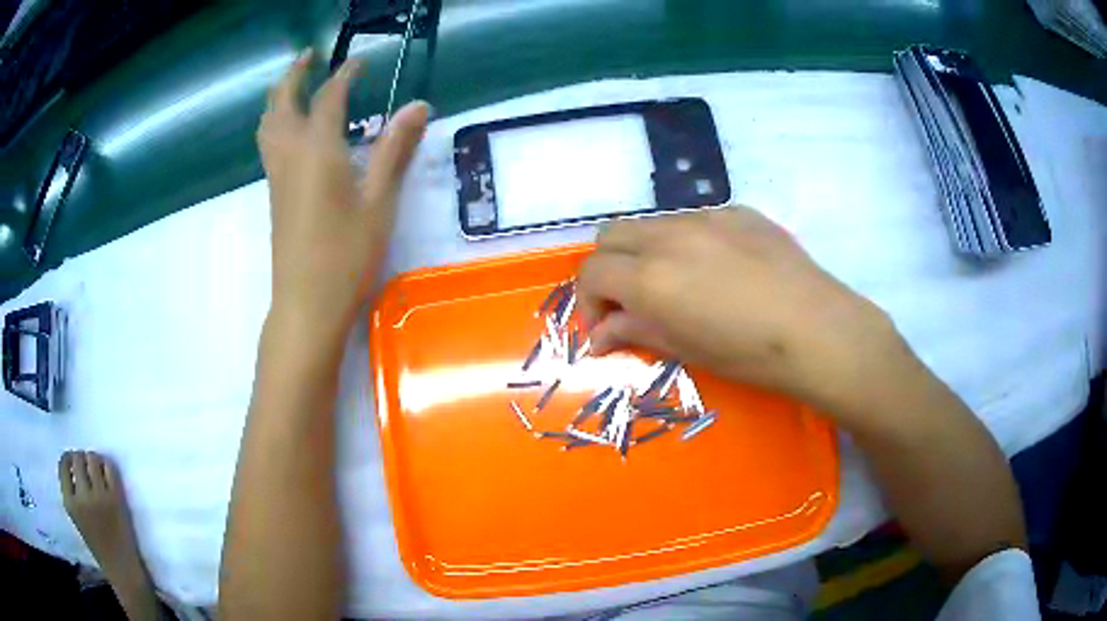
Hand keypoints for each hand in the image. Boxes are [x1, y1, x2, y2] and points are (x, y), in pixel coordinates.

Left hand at [258, 50, 428, 340]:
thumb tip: (419, 105)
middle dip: (294, 75)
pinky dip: (276, 123)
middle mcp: (290, 155)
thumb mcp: (378, 202)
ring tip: (294, 85)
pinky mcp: (275, 196)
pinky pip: (268, 145)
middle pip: (281, 102)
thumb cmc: (345, 256)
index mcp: (317, 150)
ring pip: (267, 125)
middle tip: (309, 57)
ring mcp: (277, 177)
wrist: (306, 305)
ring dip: (278, 97)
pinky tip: (290, 131)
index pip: (330, 96)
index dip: (347, 74)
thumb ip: (395, 149)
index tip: (362, 62)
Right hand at [578, 207, 904, 422]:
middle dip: (608, 268)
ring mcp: (706, 217)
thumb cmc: (751, 355)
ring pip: (651, 224)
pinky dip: (686, 242)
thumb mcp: (687, 349)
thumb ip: (636, 331)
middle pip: (610, 235)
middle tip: (630, 302)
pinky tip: (718, 270)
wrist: (819, 330)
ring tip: (675, 284)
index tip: (606, 327)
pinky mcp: (738, 211)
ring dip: (645, 252)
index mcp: (651, 276)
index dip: (588, 300)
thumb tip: (601, 333)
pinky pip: (695, 220)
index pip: (591, 271)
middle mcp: (669, 236)